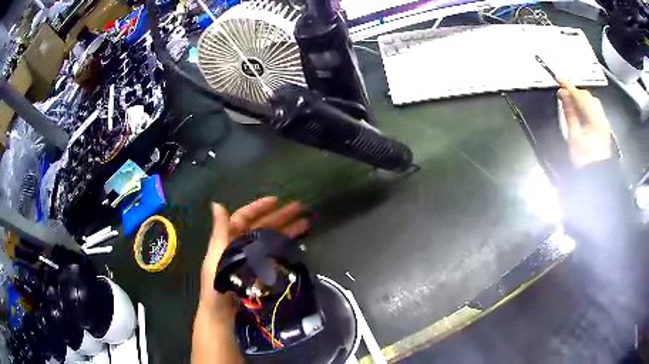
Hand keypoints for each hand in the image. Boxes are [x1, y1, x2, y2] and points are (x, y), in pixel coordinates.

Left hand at [198, 197, 309, 314]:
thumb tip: (217, 203)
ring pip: (271, 240)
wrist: (223, 313)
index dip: (258, 207)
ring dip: (287, 230)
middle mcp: (242, 246)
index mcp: (229, 239)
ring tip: (306, 223)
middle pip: (262, 227)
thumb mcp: (216, 256)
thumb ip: (220, 231)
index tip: (276, 200)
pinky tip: (299, 244)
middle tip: (300, 208)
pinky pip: (275, 256)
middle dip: (280, 216)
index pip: (244, 218)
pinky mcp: (262, 272)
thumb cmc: (216, 284)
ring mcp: (253, 259)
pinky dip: (286, 248)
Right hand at [558, 79, 612, 167]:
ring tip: (572, 100)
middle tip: (564, 91)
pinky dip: (587, 105)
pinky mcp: (604, 128)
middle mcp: (601, 117)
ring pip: (592, 102)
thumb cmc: (585, 160)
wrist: (598, 178)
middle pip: (588, 97)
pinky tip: (582, 109)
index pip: (580, 96)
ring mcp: (604, 123)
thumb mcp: (574, 137)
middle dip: (576, 91)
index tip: (558, 78)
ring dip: (582, 98)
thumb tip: (562, 93)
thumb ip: (569, 113)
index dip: (568, 85)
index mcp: (594, 118)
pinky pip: (595, 110)